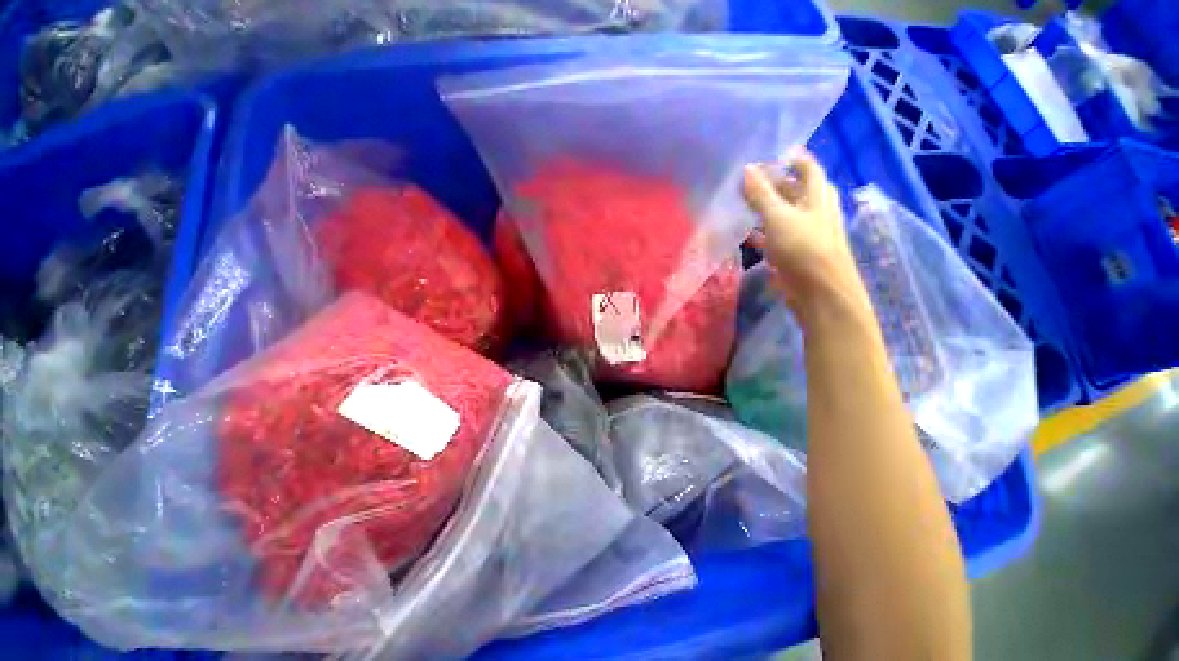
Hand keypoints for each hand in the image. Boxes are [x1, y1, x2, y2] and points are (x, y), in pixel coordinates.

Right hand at [743, 149, 864, 315]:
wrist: (818, 290)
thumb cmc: (803, 247)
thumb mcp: (779, 216)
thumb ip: (761, 194)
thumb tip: (747, 168)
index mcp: (817, 195)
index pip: (808, 167)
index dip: (793, 158)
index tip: (773, 153)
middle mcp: (814, 211)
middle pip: (794, 191)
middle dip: (774, 183)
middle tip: (749, 180)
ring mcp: (804, 233)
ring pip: (783, 214)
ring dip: (766, 209)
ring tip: (742, 203)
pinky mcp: (794, 253)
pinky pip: (775, 236)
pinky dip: (761, 233)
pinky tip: (745, 234)